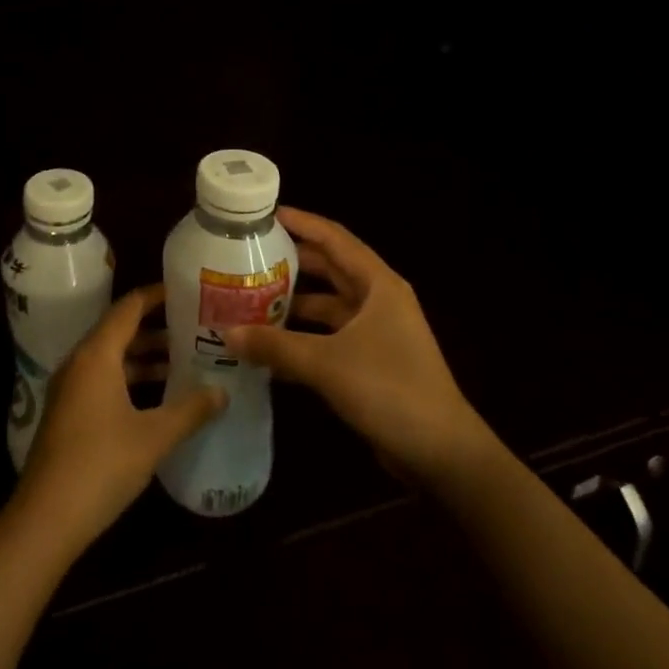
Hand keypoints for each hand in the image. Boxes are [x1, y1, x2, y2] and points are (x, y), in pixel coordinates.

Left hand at [15, 285, 225, 548]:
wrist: (46, 518)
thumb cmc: (101, 465)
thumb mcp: (153, 437)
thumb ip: (190, 410)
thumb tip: (223, 392)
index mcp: (97, 354)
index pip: (129, 307)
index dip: (157, 295)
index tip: (187, 290)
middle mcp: (80, 361)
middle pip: (120, 330)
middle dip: (157, 328)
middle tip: (195, 326)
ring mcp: (71, 388)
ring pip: (112, 357)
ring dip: (145, 356)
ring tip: (185, 359)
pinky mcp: (68, 412)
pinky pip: (103, 378)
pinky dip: (130, 378)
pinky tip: (158, 396)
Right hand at [223, 207, 491, 485]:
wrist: (442, 453)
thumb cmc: (390, 390)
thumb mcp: (327, 363)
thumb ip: (276, 346)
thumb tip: (226, 333)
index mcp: (378, 284)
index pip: (334, 238)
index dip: (301, 222)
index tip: (264, 215)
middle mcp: (379, 300)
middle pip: (329, 268)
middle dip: (291, 261)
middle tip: (249, 256)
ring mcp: (377, 331)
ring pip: (328, 304)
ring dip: (294, 302)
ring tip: (250, 297)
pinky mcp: (371, 361)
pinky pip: (330, 336)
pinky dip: (303, 336)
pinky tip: (269, 345)